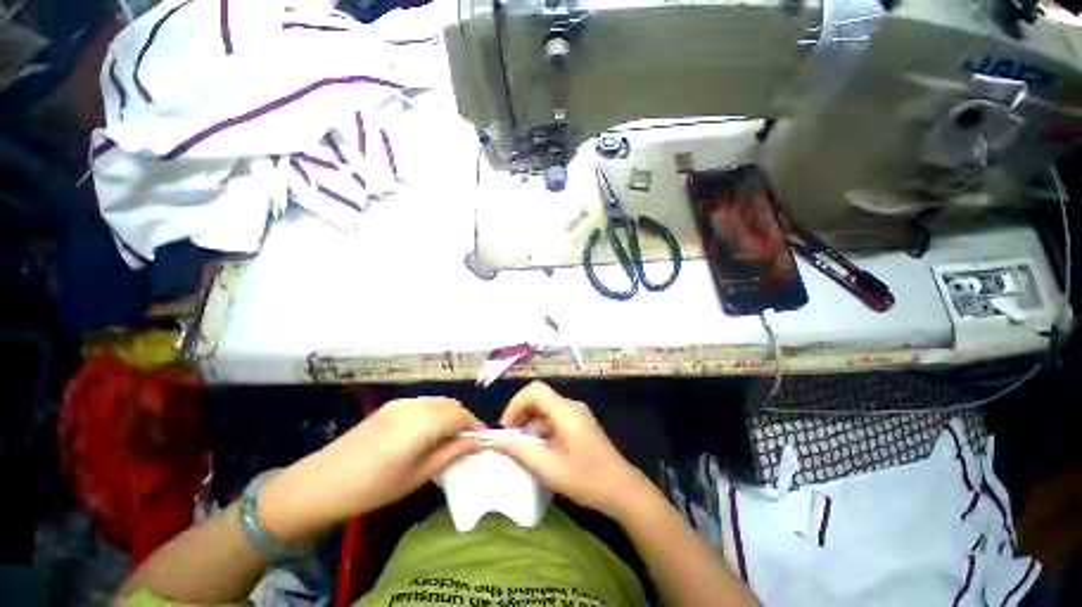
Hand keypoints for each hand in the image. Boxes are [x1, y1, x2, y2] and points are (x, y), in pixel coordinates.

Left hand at [259, 397, 483, 542]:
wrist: (321, 483)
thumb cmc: (374, 486)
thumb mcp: (418, 474)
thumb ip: (452, 453)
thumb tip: (477, 442)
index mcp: (424, 422)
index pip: (461, 414)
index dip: (475, 425)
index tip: (482, 439)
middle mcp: (415, 405)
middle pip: (450, 404)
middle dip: (463, 418)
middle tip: (464, 441)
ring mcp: (400, 403)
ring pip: (436, 401)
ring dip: (448, 415)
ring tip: (446, 438)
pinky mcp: (389, 406)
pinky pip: (421, 403)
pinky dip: (432, 413)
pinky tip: (424, 433)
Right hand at [487, 382, 647, 518]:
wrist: (622, 489)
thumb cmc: (585, 478)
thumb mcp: (547, 466)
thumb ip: (519, 449)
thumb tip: (494, 438)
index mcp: (564, 410)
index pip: (534, 390)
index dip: (516, 403)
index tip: (507, 427)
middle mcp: (571, 406)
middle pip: (539, 398)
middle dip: (521, 415)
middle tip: (511, 439)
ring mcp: (578, 414)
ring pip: (546, 410)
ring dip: (531, 425)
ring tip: (524, 450)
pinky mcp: (581, 424)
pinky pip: (556, 419)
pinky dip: (543, 430)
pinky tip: (541, 451)